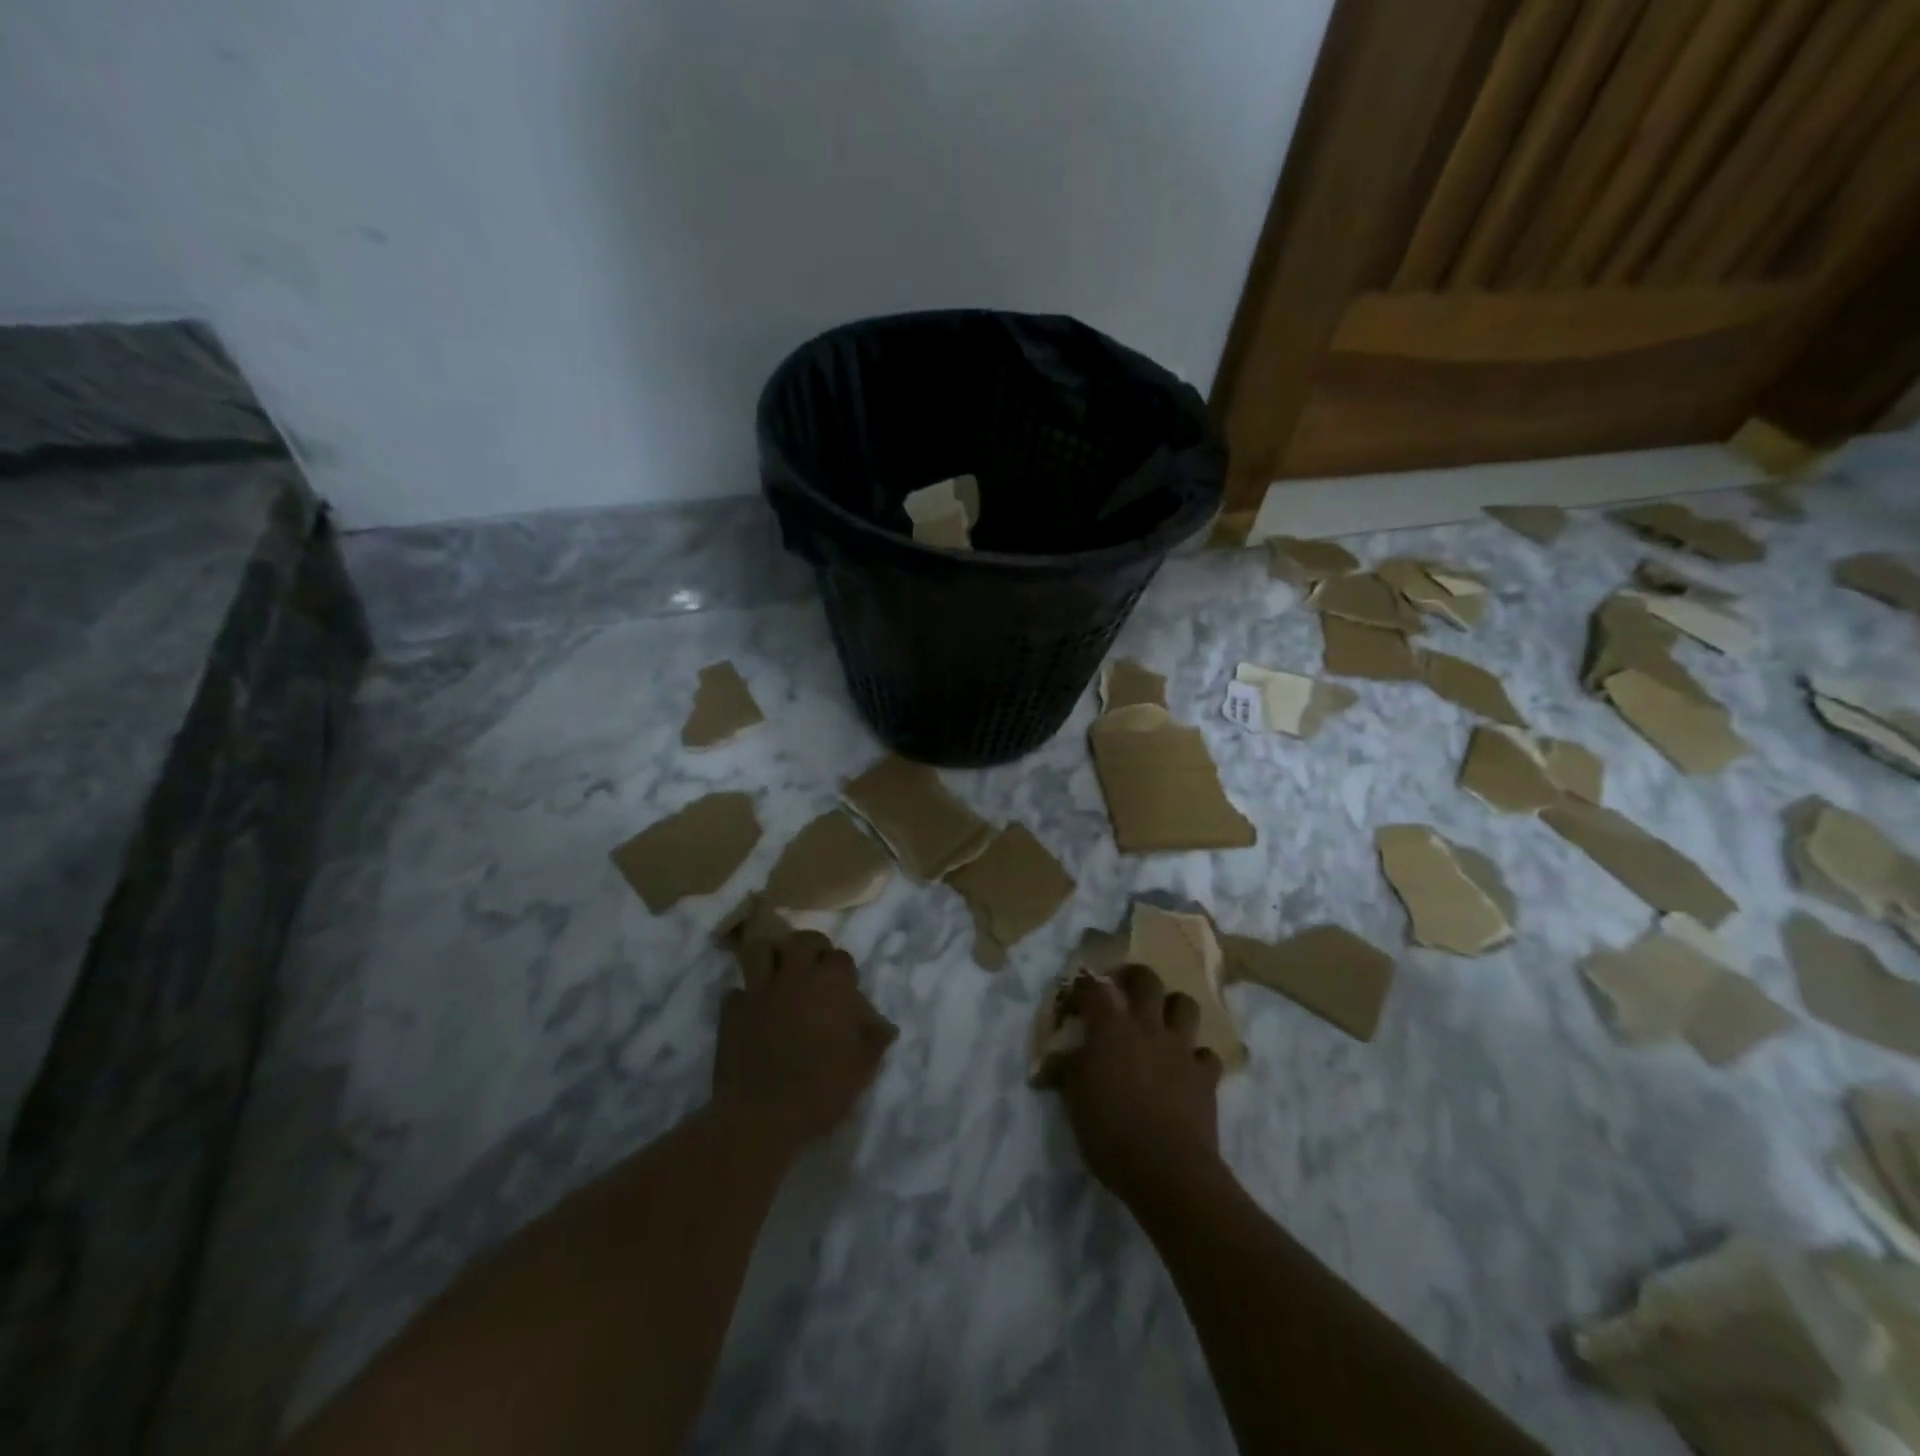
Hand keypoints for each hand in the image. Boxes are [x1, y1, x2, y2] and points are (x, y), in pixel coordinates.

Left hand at [714, 931, 897, 1153]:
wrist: (763, 1116)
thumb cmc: (822, 1089)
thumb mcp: (862, 1068)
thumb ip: (875, 1040)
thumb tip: (887, 1027)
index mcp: (831, 985)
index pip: (841, 957)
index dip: (843, 969)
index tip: (844, 987)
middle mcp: (795, 976)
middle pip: (802, 940)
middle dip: (810, 947)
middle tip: (814, 967)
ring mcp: (759, 990)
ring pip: (761, 950)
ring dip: (771, 957)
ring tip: (778, 973)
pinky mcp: (731, 1011)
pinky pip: (736, 990)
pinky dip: (745, 996)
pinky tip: (752, 1011)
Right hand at [1052, 965, 1221, 1205]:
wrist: (1167, 1169)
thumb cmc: (1110, 1133)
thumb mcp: (1074, 1102)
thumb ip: (1068, 1071)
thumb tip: (1057, 1059)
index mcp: (1110, 1029)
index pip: (1093, 989)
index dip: (1082, 986)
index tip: (1075, 995)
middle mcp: (1147, 1027)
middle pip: (1146, 981)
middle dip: (1135, 976)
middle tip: (1124, 985)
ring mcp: (1180, 1049)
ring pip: (1185, 1005)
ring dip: (1173, 1007)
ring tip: (1163, 1020)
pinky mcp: (1205, 1075)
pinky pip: (1206, 1054)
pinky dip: (1197, 1057)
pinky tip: (1188, 1069)